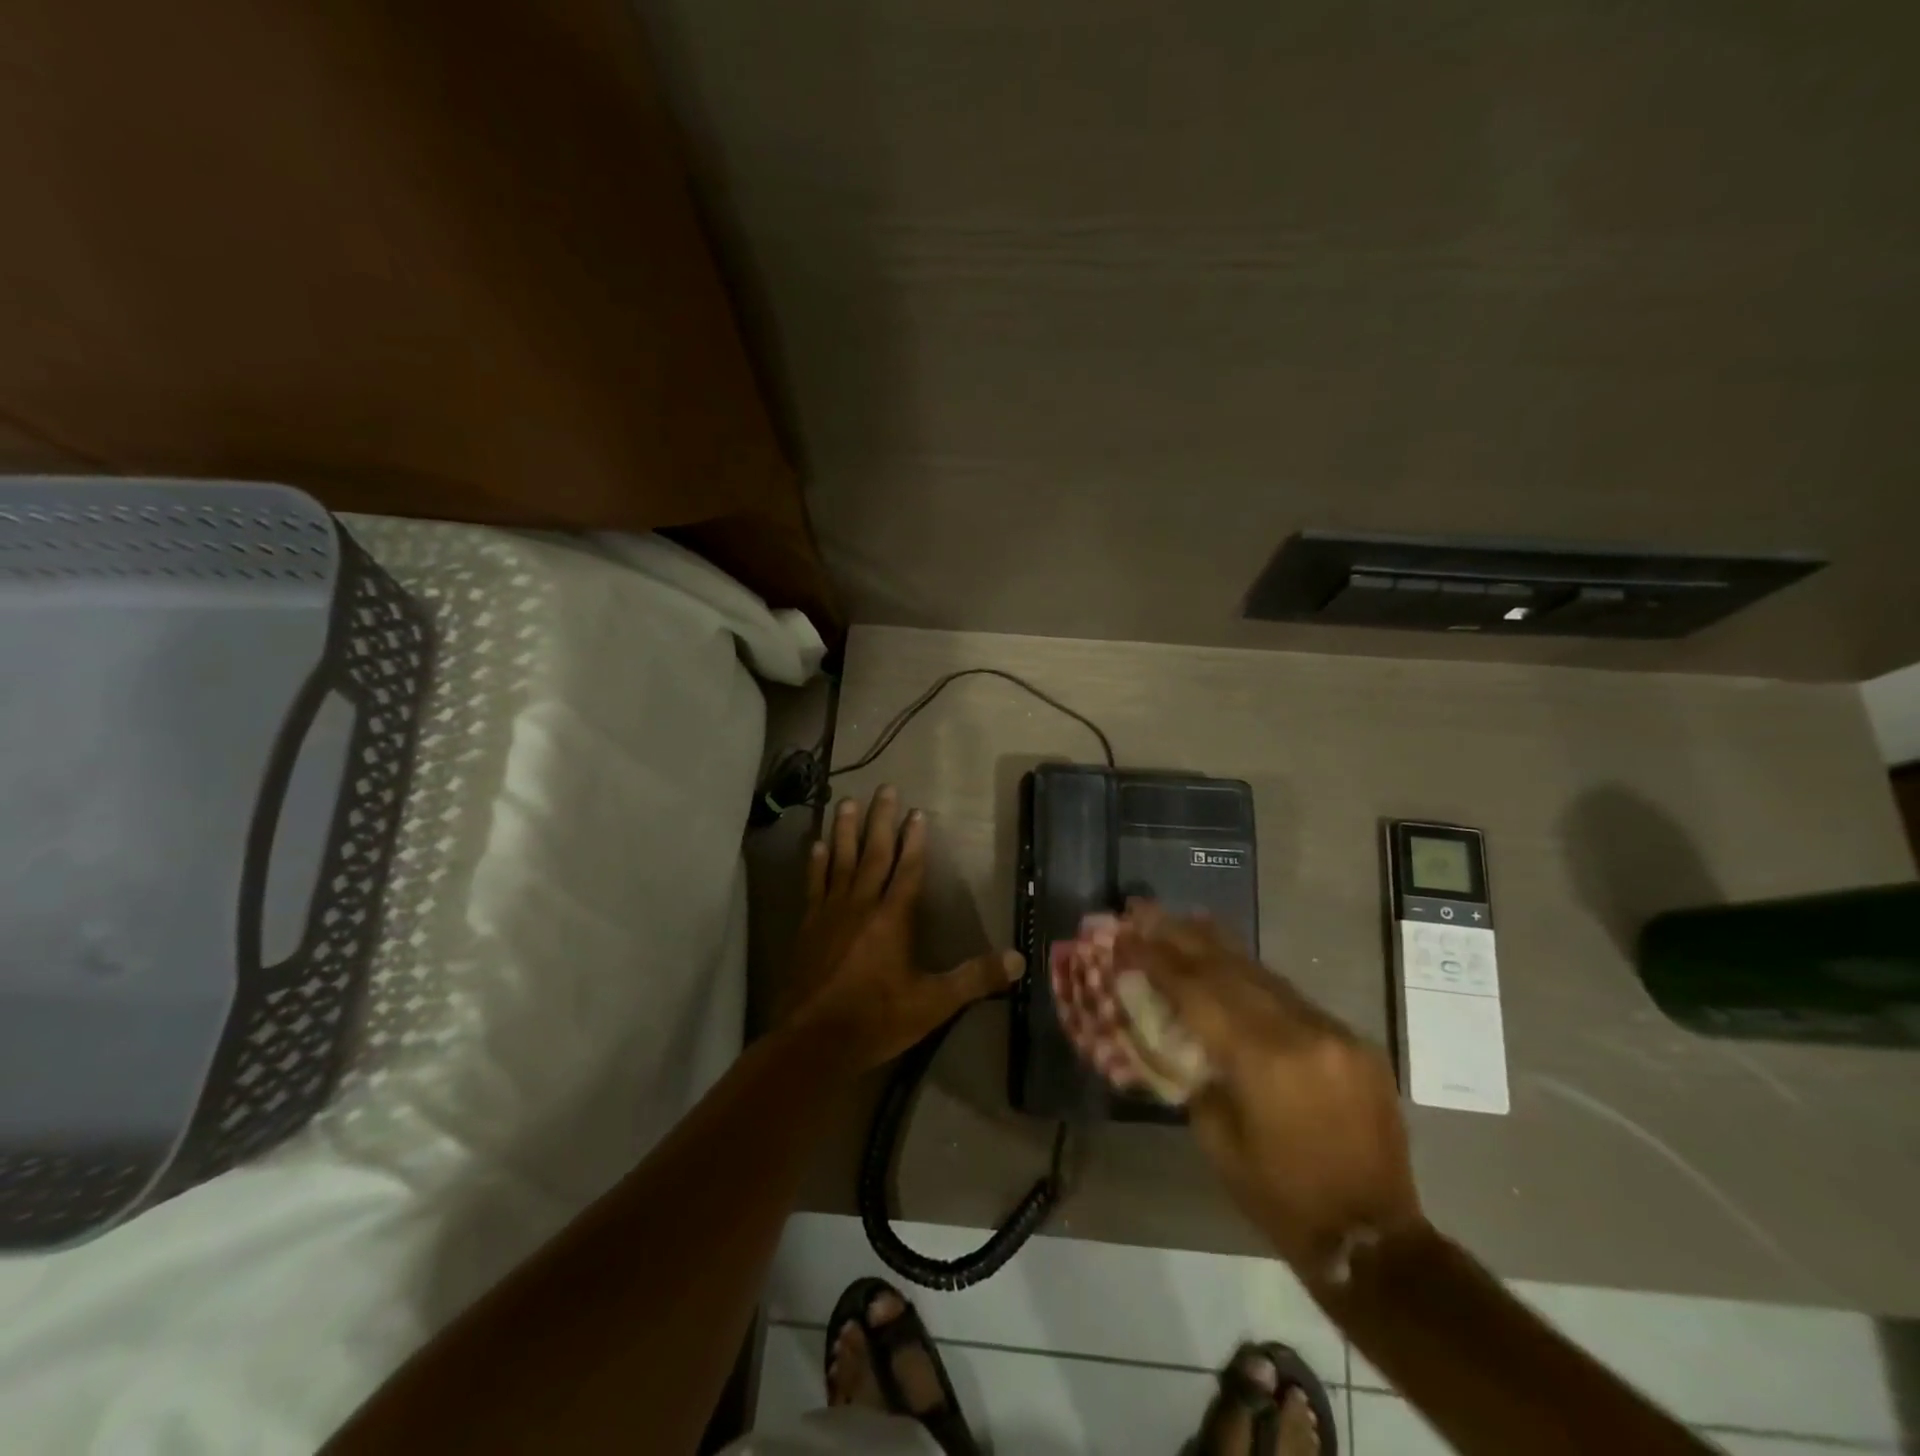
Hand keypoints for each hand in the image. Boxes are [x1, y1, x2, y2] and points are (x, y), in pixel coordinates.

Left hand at [785, 788, 1022, 1070]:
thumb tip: (1018, 959)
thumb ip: (974, 978)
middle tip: (884, 788)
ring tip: (848, 802)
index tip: (917, 812)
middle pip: (874, 854)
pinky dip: (816, 863)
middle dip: (882, 820)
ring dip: (846, 830)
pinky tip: (817, 845)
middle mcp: (862, 904)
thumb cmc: (877, 1019)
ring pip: (841, 861)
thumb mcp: (933, 1003)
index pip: (909, 869)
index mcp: (893, 918)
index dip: (915, 840)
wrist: (813, 1041)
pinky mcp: (808, 926)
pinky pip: (815, 884)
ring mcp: (831, 912)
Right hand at [1115, 904, 1424, 1280]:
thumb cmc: (1280, 1196)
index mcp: (1262, 1060)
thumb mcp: (1217, 1137)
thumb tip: (1176, 1030)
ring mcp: (1333, 1031)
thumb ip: (1195, 1071)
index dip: (1156, 959)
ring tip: (1183, 920)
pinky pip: (1291, 997)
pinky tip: (1232, 963)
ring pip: (1262, 974)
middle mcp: (1301, 1031)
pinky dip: (1254, 977)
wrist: (1373, 1238)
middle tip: (1145, 909)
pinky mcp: (1352, 1041)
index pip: (1196, 991)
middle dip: (1181, 936)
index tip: (1124, 936)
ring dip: (1218, 947)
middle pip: (1229, 968)